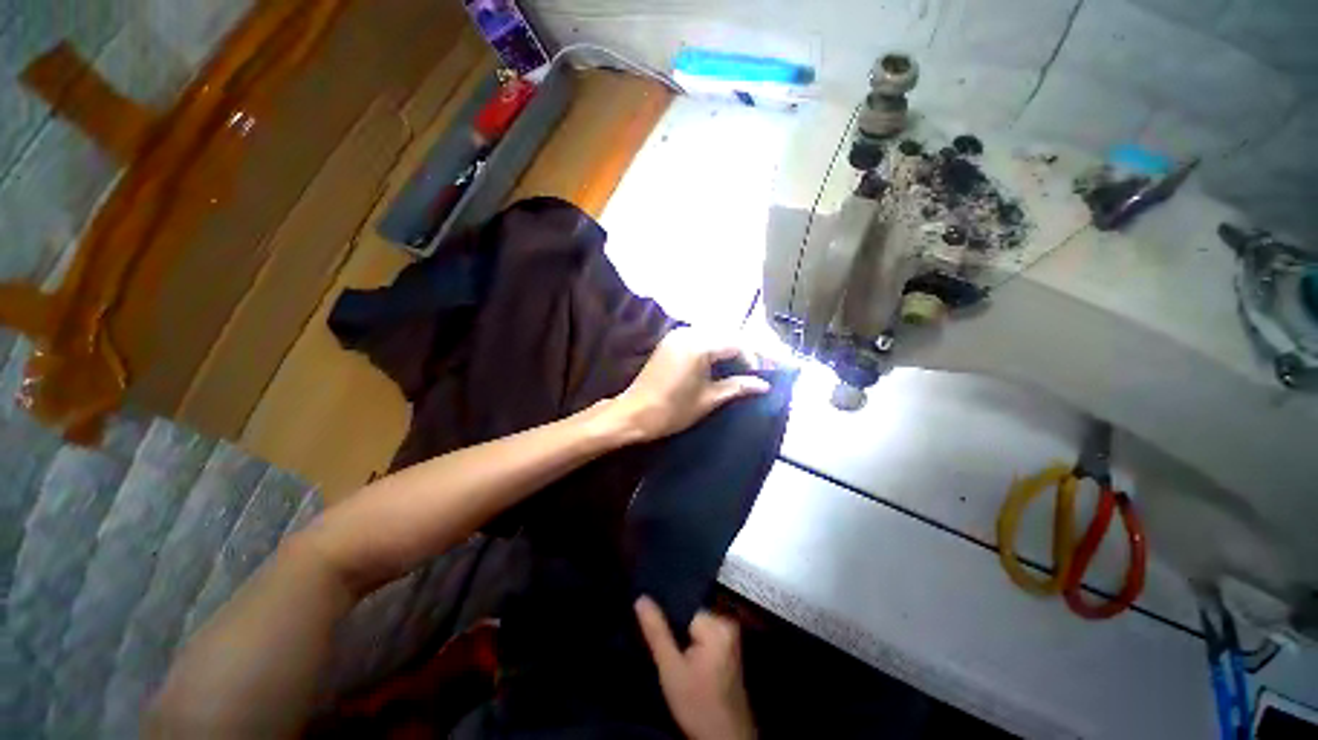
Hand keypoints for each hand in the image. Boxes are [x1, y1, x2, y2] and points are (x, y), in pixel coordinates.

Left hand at [611, 328, 769, 442]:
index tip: (758, 377)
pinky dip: (710, 347)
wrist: (634, 414)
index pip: (736, 344)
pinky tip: (714, 364)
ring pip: (711, 334)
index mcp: (699, 346)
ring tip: (734, 370)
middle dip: (740, 352)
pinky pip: (697, 337)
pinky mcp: (669, 341)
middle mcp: (688, 333)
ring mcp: (676, 335)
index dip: (751, 359)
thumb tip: (763, 385)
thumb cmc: (672, 410)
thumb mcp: (708, 399)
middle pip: (724, 335)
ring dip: (725, 349)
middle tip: (749, 373)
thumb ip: (737, 387)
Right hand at [635, 596, 754, 739]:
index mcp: (718, 624)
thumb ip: (657, 632)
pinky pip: (701, 633)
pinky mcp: (726, 647)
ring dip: (677, 631)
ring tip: (658, 638)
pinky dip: (686, 639)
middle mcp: (727, 623)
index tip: (644, 614)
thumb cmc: (698, 705)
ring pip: (693, 623)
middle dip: (670, 621)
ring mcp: (729, 635)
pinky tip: (674, 649)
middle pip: (689, 612)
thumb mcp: (671, 670)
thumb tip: (641, 598)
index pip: (683, 604)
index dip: (663, 610)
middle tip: (648, 627)